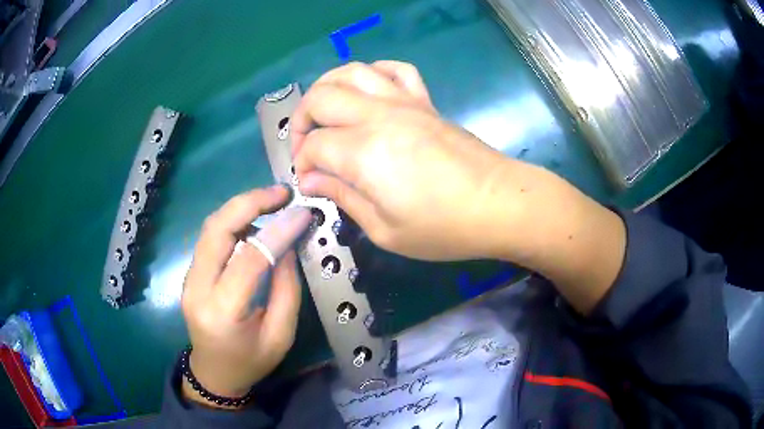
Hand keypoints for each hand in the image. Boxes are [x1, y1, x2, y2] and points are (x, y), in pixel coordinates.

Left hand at [181, 186, 300, 406]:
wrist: (214, 373)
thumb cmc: (251, 362)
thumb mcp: (281, 335)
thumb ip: (287, 289)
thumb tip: (287, 245)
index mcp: (223, 312)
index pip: (249, 259)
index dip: (278, 231)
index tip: (302, 213)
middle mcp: (197, 289)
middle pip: (217, 230)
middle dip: (249, 202)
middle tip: (281, 192)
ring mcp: (188, 279)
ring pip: (210, 227)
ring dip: (240, 207)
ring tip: (271, 201)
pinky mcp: (190, 273)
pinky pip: (209, 237)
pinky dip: (232, 221)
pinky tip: (253, 221)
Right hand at [292, 61, 516, 260]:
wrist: (499, 204)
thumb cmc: (444, 228)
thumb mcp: (385, 230)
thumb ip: (343, 198)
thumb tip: (311, 180)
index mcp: (363, 152)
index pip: (313, 146)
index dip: (302, 164)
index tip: (309, 183)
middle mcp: (378, 116)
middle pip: (321, 97)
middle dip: (301, 120)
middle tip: (305, 147)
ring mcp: (404, 103)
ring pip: (352, 71)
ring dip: (327, 87)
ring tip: (324, 112)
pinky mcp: (425, 102)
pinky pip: (396, 70)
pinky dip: (374, 73)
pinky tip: (368, 92)